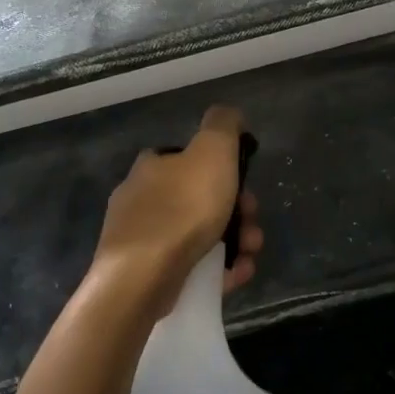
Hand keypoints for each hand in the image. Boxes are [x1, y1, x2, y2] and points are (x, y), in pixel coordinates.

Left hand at [91, 104, 263, 310]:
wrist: (142, 278)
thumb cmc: (181, 209)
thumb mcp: (212, 152)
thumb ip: (223, 125)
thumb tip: (229, 114)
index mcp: (152, 166)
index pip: (190, 158)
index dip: (226, 171)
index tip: (246, 189)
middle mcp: (141, 198)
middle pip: (201, 199)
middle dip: (238, 213)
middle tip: (253, 227)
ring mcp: (141, 239)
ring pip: (200, 234)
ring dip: (234, 242)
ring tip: (249, 255)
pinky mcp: (146, 273)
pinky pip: (190, 264)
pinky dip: (217, 268)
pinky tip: (234, 276)